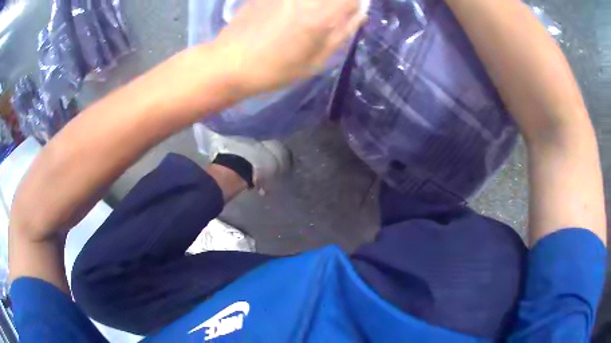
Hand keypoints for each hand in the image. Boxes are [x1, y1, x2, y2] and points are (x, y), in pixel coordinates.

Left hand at [214, 0, 365, 96]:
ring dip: (318, 4)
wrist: (230, 63)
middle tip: (329, 16)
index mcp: (321, 16)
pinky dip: (299, 3)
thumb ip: (342, 34)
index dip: (356, 3)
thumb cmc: (276, 69)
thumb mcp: (315, 60)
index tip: (351, 11)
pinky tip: (290, 15)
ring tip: (307, 20)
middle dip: (337, 3)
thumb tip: (360, 14)